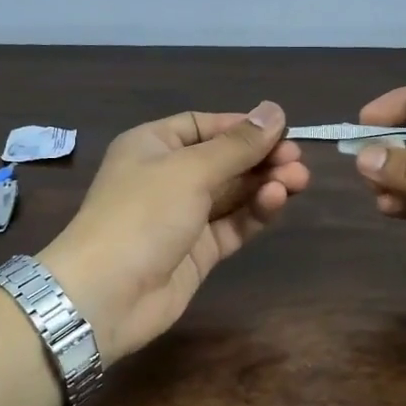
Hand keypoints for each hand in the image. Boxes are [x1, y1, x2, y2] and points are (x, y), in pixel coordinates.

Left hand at [36, 102, 307, 363]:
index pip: (203, 126)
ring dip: (264, 184)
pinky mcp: (197, 252)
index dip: (241, 126)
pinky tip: (276, 200)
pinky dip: (254, 212)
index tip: (281, 130)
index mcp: (153, 145)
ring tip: (299, 180)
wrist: (107, 294)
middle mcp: (167, 177)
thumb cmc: (142, 215)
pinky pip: (232, 224)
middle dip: (260, 158)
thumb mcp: (190, 170)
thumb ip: (237, 145)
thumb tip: (275, 111)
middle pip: (223, 160)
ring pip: (232, 194)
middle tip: (298, 161)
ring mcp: (182, 217)